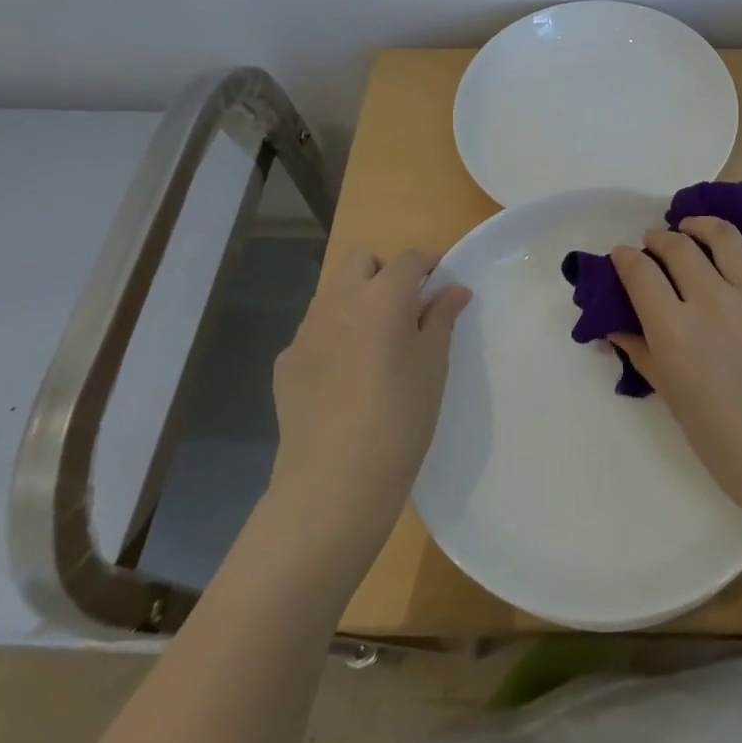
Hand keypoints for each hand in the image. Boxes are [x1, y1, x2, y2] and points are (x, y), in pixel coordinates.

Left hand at [268, 249, 469, 546]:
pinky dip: (334, 335)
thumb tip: (455, 290)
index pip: (409, 258)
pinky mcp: (286, 362)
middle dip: (385, 273)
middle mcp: (338, 302)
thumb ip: (441, 319)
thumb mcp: (433, 367)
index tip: (441, 286)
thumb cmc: (400, 419)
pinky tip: (346, 377)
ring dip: (357, 301)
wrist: (333, 484)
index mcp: (381, 297)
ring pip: (333, 293)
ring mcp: (306, 331)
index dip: (429, 264)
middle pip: (361, 261)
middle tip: (405, 311)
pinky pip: (315, 330)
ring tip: (375, 345)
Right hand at [609, 218, 741, 530]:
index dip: (625, 258)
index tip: (622, 256)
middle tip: (656, 243)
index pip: (640, 273)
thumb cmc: (726, 443)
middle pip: (679, 247)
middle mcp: (713, 302)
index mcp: (675, 331)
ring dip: (703, 226)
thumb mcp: (673, 400)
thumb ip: (643, 355)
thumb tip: (615, 327)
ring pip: (726, 238)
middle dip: (659, 239)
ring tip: (694, 227)